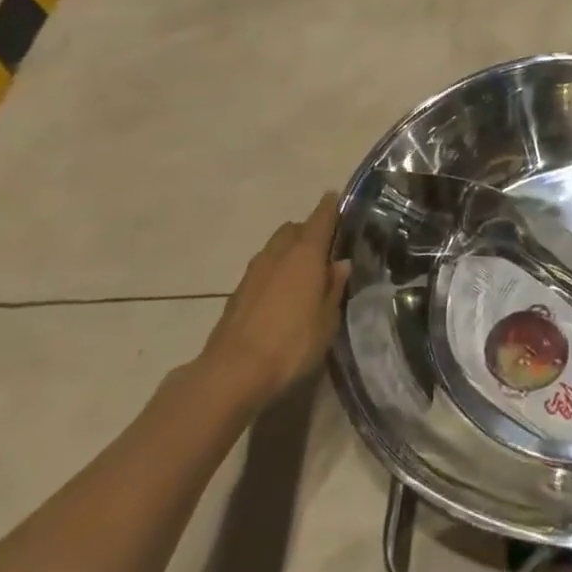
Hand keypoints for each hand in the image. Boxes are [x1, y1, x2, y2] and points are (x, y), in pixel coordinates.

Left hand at [196, 191, 351, 414]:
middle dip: (308, 231)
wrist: (232, 373)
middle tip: (325, 248)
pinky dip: (275, 271)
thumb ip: (334, 287)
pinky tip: (283, 294)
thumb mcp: (327, 319)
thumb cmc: (291, 343)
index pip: (321, 218)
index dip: (330, 207)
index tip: (337, 198)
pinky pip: (263, 269)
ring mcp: (253, 273)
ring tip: (305, 273)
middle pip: (293, 229)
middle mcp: (278, 255)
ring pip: (275, 248)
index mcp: (305, 254)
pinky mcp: (237, 293)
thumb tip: (339, 263)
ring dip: (289, 251)